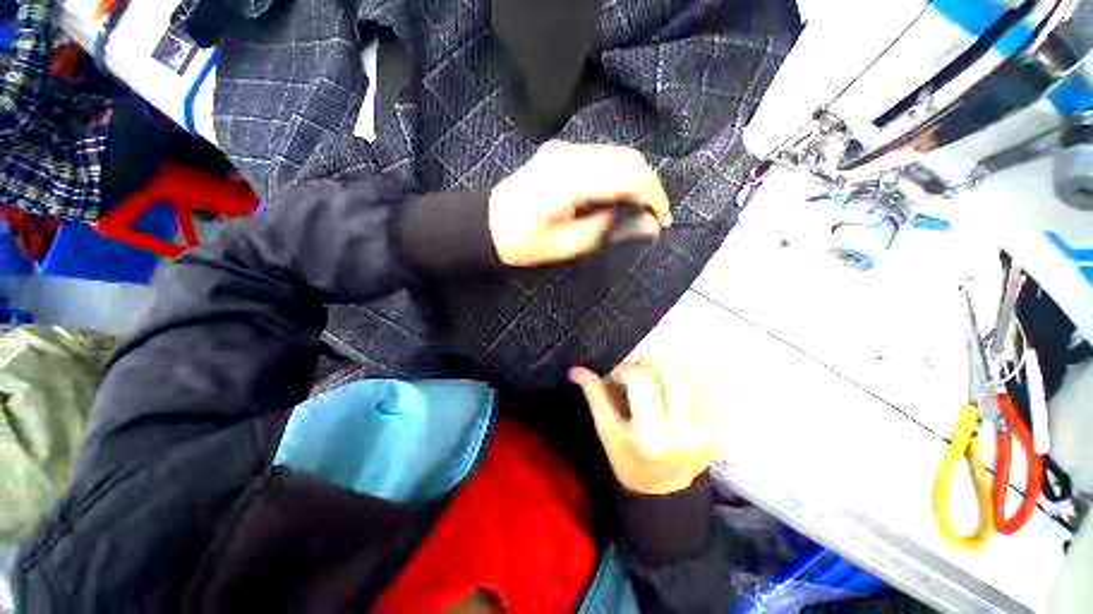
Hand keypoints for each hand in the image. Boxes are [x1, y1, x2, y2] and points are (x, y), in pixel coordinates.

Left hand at [489, 141, 671, 266]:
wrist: (487, 224)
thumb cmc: (523, 242)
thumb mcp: (567, 246)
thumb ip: (609, 231)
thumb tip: (648, 225)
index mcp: (570, 179)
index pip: (628, 176)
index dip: (653, 197)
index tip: (663, 221)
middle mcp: (570, 154)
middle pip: (627, 158)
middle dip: (650, 186)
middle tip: (655, 216)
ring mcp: (564, 149)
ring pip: (617, 154)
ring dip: (636, 178)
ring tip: (641, 207)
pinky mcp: (561, 152)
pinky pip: (602, 156)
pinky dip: (619, 173)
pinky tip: (619, 194)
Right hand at [569, 361, 720, 494]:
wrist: (663, 493)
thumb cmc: (628, 461)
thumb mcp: (606, 433)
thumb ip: (594, 398)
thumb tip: (576, 370)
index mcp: (649, 433)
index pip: (641, 379)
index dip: (625, 369)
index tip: (617, 376)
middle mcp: (680, 431)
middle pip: (669, 373)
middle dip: (648, 364)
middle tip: (639, 372)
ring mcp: (705, 431)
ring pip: (693, 377)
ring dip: (672, 368)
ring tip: (659, 375)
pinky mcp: (718, 432)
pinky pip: (714, 393)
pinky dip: (698, 379)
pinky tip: (683, 381)